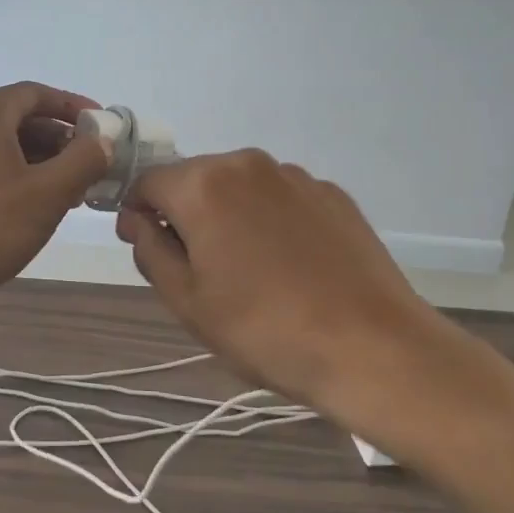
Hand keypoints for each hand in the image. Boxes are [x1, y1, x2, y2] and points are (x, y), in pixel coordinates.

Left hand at [0, 82, 113, 306]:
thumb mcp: (45, 193)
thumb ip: (82, 161)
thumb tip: (103, 139)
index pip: (39, 94)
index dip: (74, 108)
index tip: (104, 128)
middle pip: (24, 119)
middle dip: (63, 141)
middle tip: (94, 168)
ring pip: (8, 148)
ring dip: (44, 164)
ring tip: (73, 195)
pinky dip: (20, 180)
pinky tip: (37, 211)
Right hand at [119, 150, 476, 439]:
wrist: (374, 349)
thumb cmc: (265, 329)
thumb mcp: (187, 302)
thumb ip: (150, 250)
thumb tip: (139, 220)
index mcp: (203, 184)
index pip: (147, 181)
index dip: (138, 214)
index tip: (149, 250)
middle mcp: (247, 163)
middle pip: (194, 179)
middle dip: (185, 214)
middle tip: (201, 271)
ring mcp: (295, 175)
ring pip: (239, 187)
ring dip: (229, 215)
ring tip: (252, 272)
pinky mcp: (333, 193)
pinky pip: (281, 198)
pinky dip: (271, 220)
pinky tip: (291, 266)